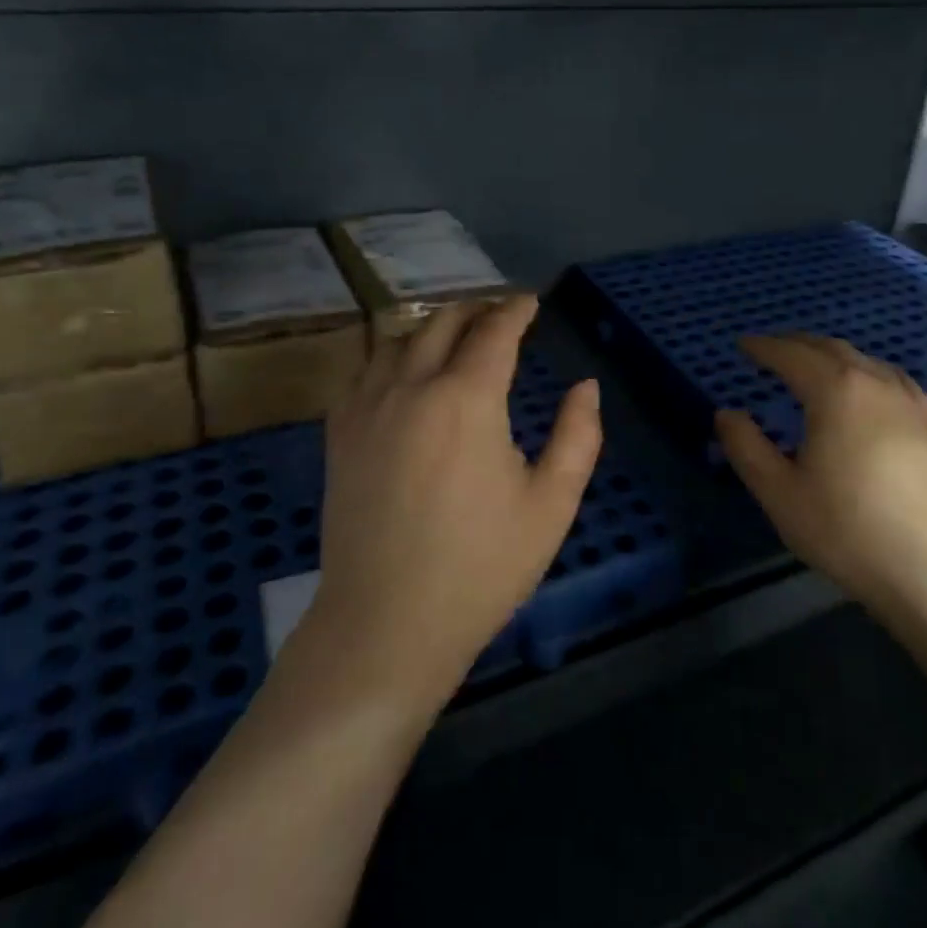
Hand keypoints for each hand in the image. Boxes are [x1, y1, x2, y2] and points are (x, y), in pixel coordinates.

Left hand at [309, 296, 601, 711]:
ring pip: (398, 341)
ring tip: (454, 338)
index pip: (494, 332)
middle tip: (498, 314)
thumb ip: (578, 436)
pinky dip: (391, 357)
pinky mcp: (340, 435)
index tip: (530, 301)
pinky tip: (403, 376)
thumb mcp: (551, 505)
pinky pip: (364, 372)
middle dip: (475, 310)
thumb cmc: (480, 567)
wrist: (386, 626)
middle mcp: (411, 388)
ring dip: (431, 329)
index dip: (515, 310)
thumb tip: (586, 387)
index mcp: (466, 399)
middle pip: (442, 324)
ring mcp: (367, 409)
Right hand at [713, 335, 926, 618]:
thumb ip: (746, 447)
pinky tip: (865, 391)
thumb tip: (726, 413)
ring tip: (812, 366)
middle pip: (830, 348)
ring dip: (831, 355)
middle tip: (771, 350)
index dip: (764, 347)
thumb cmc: (848, 530)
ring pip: (864, 360)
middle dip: (796, 344)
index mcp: (835, 391)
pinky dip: (865, 371)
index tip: (742, 344)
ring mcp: (909, 403)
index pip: (792, 355)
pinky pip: (891, 379)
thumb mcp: (780, 493)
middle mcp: (874, 383)